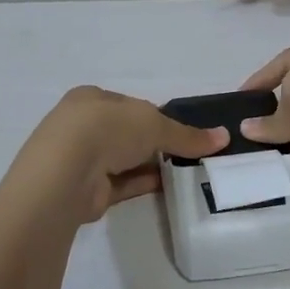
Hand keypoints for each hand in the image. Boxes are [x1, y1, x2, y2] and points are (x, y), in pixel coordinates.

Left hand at [25, 87, 227, 222]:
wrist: (65, 173)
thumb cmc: (106, 129)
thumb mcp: (153, 123)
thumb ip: (186, 134)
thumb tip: (223, 138)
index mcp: (91, 98)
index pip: (129, 104)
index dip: (156, 115)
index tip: (181, 129)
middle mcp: (83, 126)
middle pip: (127, 132)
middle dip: (154, 142)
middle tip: (190, 152)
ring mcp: (82, 159)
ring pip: (124, 160)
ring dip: (151, 164)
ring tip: (187, 171)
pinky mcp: (87, 190)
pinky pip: (122, 184)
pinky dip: (144, 184)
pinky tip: (169, 186)